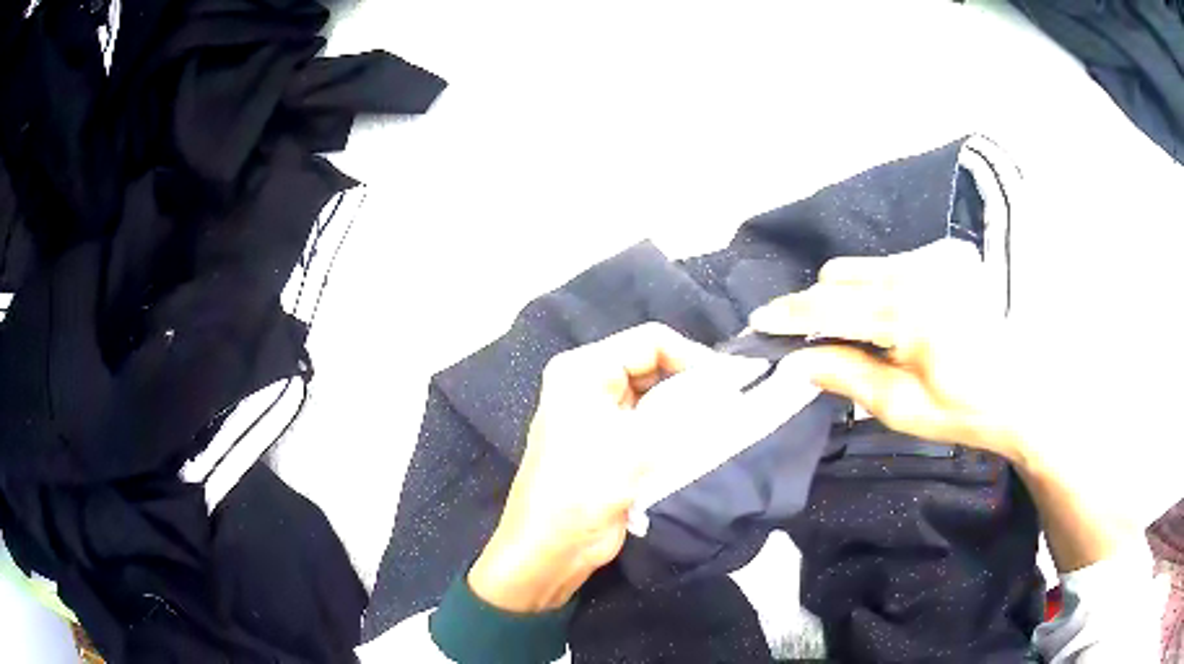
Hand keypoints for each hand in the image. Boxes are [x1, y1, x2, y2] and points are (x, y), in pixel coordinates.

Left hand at [468, 323, 717, 612]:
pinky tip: (704, 443)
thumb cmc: (585, 488)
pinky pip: (652, 424)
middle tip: (732, 405)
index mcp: (585, 369)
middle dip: (692, 385)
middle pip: (654, 366)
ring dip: (687, 410)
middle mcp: (590, 384)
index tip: (730, 384)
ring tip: (724, 424)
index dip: (693, 357)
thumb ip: (689, 412)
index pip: (650, 341)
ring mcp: (600, 415)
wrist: (551, 549)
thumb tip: (732, 390)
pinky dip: (677, 431)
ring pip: (656, 397)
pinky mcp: (611, 444)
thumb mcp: (638, 445)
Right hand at [748, 239, 1025, 461]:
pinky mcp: (946, 260)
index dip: (791, 314)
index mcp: (908, 312)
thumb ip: (847, 375)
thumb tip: (798, 361)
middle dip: (821, 307)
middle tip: (821, 347)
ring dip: (850, 298)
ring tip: (868, 339)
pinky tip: (899, 324)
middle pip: (841, 274)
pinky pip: (892, 267)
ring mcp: (934, 261)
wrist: (1024, 391)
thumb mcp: (902, 407)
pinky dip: (879, 291)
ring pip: (865, 267)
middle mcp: (917, 272)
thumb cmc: (966, 409)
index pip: (831, 305)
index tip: (760, 321)